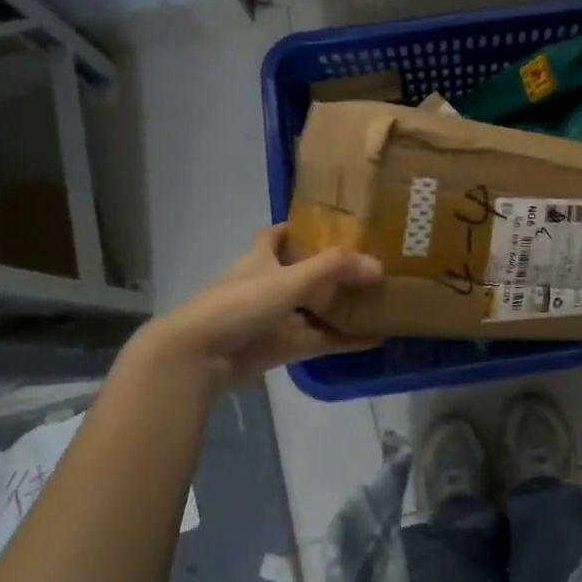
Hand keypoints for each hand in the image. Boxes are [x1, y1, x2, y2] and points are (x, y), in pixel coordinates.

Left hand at [136, 226, 382, 397]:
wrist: (200, 357)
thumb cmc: (239, 304)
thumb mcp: (289, 279)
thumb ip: (334, 269)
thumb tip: (379, 266)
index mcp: (261, 258)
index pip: (278, 235)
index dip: (300, 227)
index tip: (333, 224)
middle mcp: (268, 285)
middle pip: (304, 272)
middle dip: (334, 269)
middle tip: (372, 263)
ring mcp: (275, 318)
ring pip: (315, 308)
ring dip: (343, 306)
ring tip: (381, 299)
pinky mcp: (282, 348)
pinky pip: (320, 340)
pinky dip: (345, 340)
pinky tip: (375, 338)